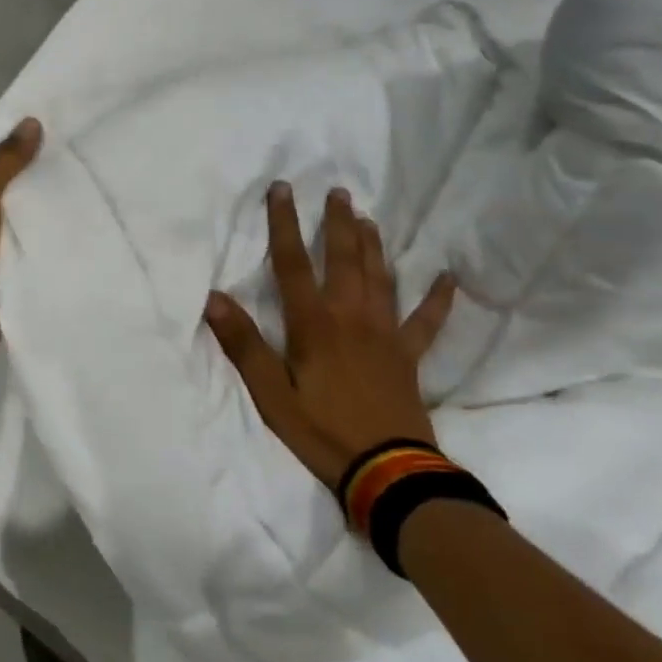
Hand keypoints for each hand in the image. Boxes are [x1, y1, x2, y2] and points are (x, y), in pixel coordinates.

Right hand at [205, 182, 455, 490]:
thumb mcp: (271, 395)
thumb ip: (244, 345)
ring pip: (380, 278)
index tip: (282, 189)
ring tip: (368, 218)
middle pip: (344, 259)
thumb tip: (214, 298)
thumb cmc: (321, 432)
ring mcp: (385, 334)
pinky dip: (437, 298)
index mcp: (314, 325)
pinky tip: (447, 277)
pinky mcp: (409, 355)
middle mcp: (351, 317)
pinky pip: (426, 321)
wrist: (388, 472)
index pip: (293, 263)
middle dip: (337, 223)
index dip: (284, 223)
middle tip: (337, 191)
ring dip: (373, 245)